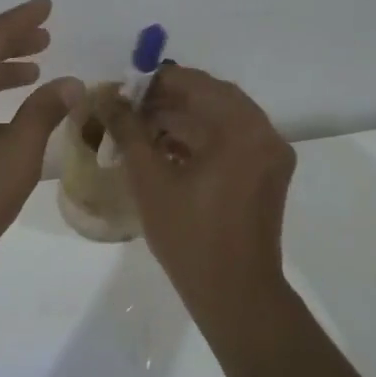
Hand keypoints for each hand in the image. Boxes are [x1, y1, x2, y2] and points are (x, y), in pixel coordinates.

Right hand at [102, 66, 295, 319]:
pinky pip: (230, 141)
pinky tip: (163, 149)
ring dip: (181, 119)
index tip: (120, 90)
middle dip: (166, 100)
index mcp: (241, 130)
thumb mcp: (150, 180)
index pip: (195, 83)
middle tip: (126, 109)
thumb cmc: (190, 237)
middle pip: (211, 98)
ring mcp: (269, 155)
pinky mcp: (265, 175)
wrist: (235, 294)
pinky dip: (199, 139)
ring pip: (220, 120)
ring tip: (138, 130)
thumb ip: (128, 132)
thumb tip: (106, 99)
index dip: (154, 82)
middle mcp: (264, 134)